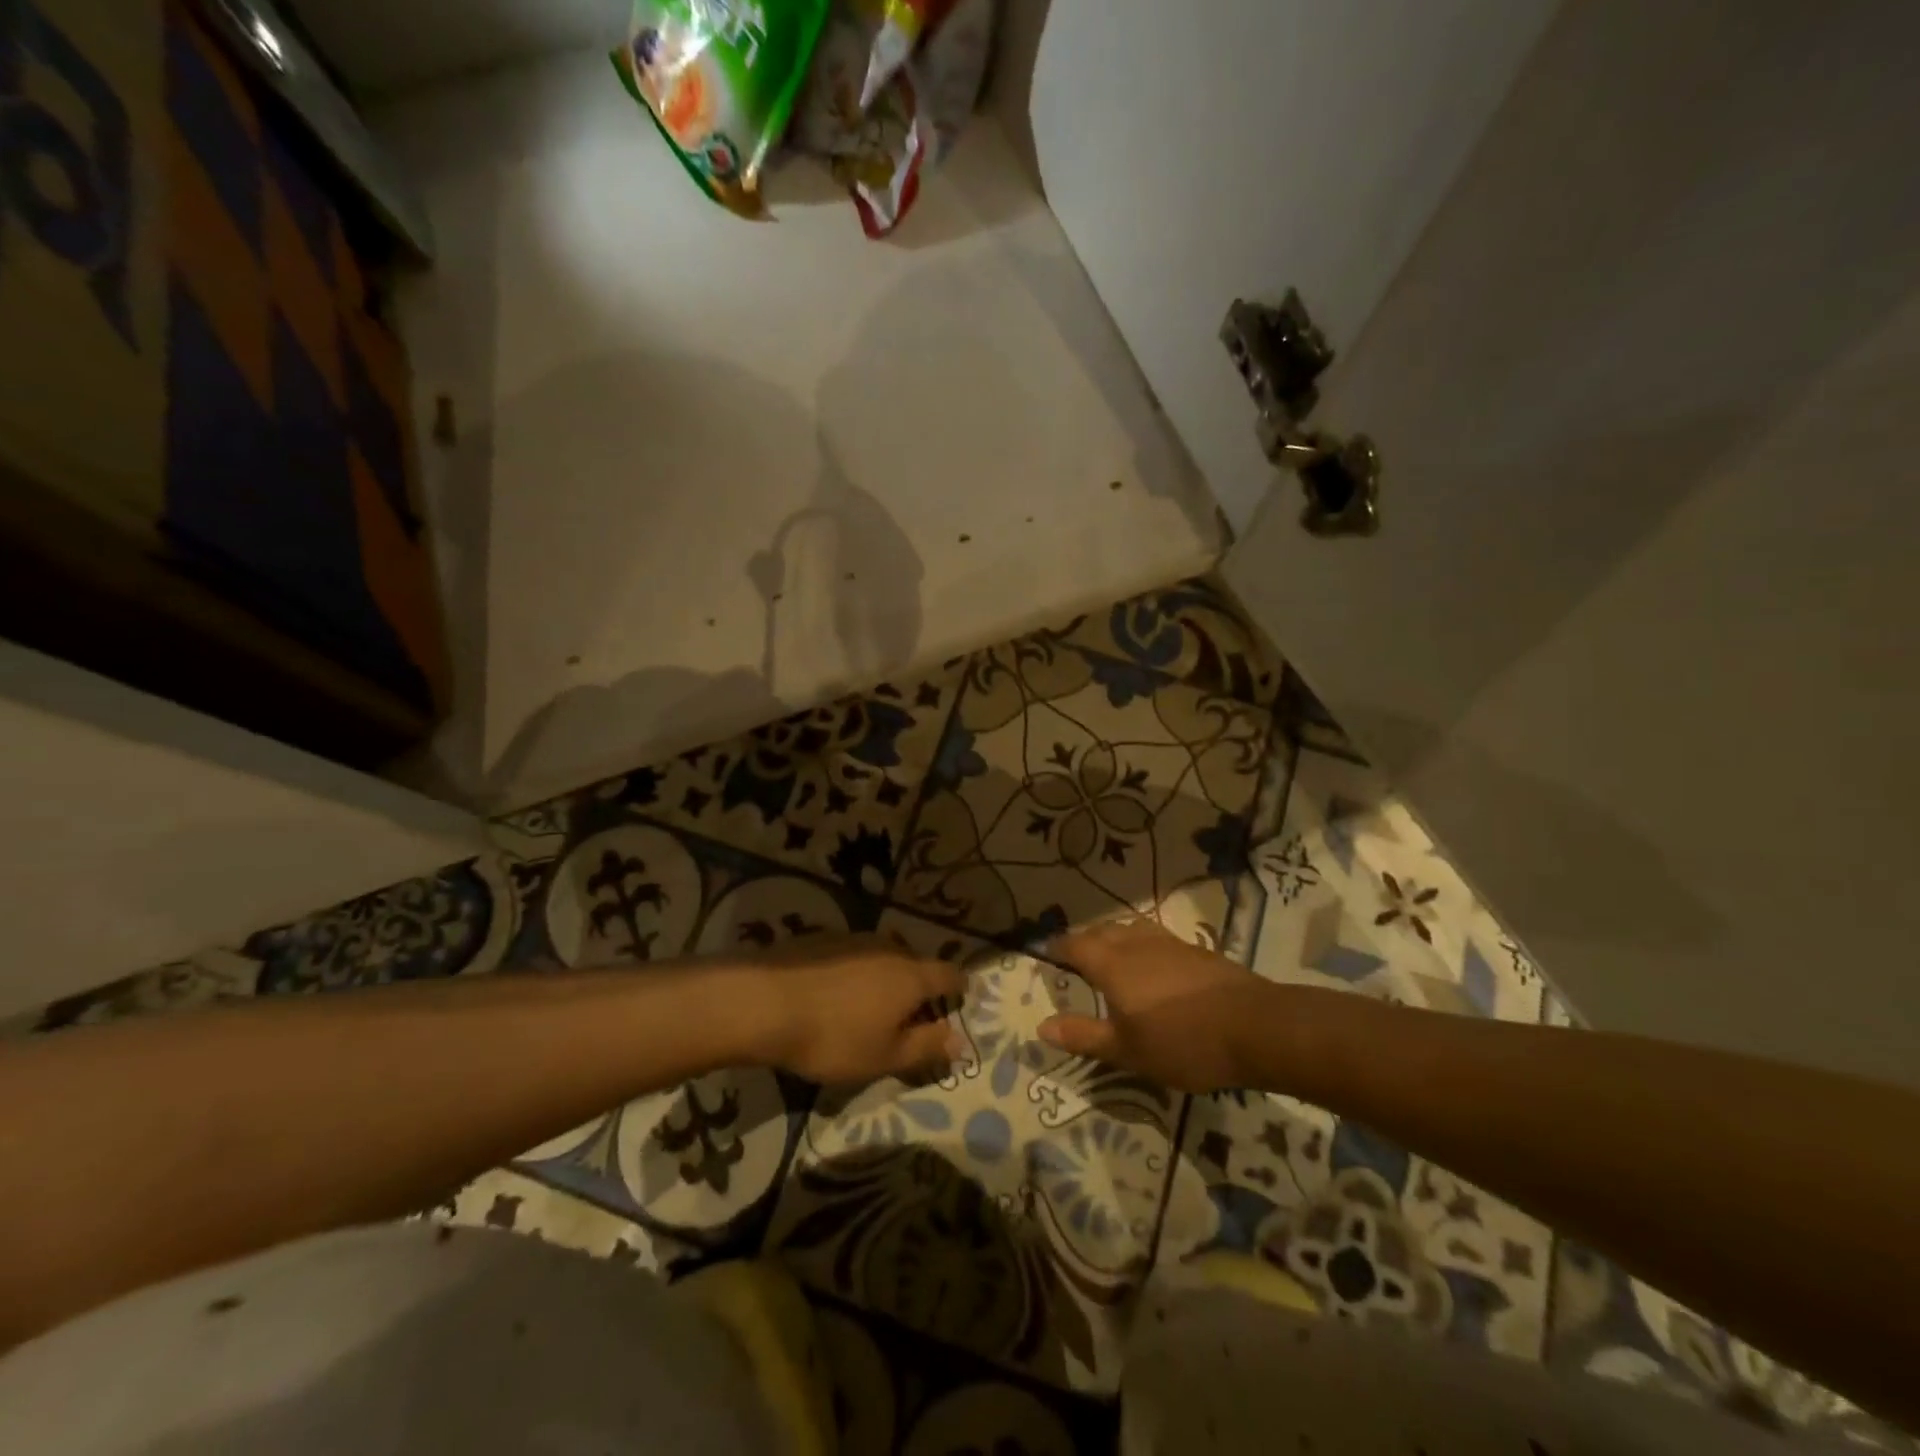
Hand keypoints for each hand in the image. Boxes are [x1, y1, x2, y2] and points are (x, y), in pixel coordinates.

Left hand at [749, 938, 965, 1084]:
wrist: (766, 1001)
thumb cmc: (834, 1037)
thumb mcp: (884, 1057)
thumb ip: (926, 1047)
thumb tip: (960, 1040)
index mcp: (912, 976)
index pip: (950, 974)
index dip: (959, 988)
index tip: (958, 1001)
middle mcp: (890, 948)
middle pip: (917, 964)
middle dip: (919, 987)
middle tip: (909, 1017)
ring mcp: (855, 939)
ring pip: (884, 957)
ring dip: (885, 978)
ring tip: (870, 1007)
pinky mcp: (823, 938)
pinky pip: (853, 955)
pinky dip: (855, 972)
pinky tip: (835, 995)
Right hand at [1037, 919, 1260, 1092]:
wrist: (1254, 1027)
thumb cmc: (1182, 1043)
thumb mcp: (1126, 1050)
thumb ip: (1083, 1036)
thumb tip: (1041, 1025)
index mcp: (1112, 964)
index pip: (1075, 945)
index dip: (1059, 948)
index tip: (1048, 954)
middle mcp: (1135, 943)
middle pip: (1102, 931)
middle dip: (1085, 941)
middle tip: (1077, 958)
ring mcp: (1168, 943)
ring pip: (1130, 929)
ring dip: (1115, 937)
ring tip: (1113, 956)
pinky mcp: (1195, 950)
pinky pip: (1156, 937)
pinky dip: (1142, 944)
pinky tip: (1153, 966)